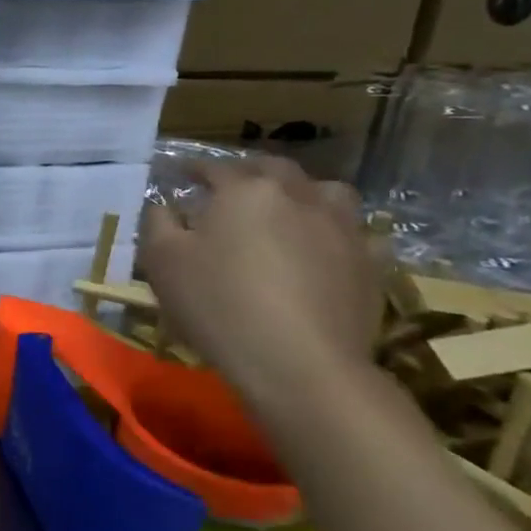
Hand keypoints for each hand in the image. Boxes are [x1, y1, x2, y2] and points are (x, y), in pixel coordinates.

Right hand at [140, 159, 384, 412]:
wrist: (300, 364)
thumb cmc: (218, 304)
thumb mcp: (161, 261)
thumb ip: (158, 222)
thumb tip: (166, 206)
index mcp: (244, 189)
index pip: (214, 167)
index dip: (194, 169)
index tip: (180, 175)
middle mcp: (298, 195)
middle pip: (273, 169)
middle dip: (249, 173)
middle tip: (231, 189)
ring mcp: (343, 227)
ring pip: (325, 192)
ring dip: (303, 194)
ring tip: (287, 211)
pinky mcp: (371, 262)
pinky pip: (356, 233)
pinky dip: (337, 232)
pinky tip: (325, 250)